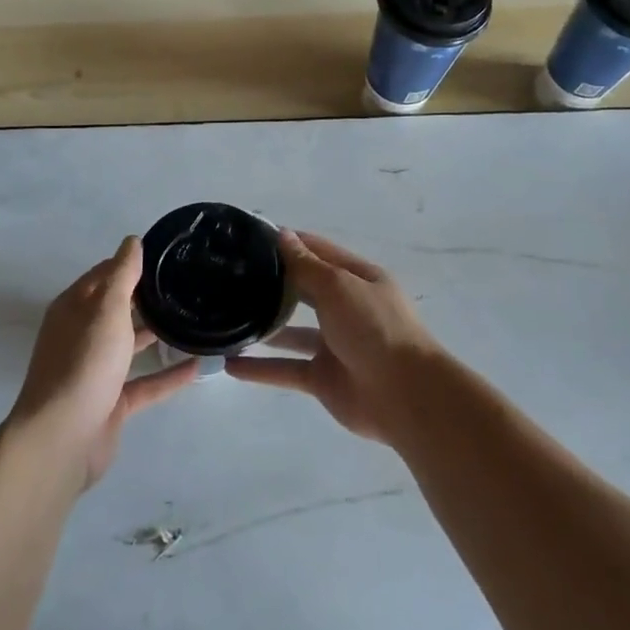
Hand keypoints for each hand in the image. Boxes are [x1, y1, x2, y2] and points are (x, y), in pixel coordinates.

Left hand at [9, 238, 195, 486]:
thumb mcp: (106, 310)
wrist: (62, 438)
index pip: (104, 275)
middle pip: (117, 309)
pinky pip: (145, 383)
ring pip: (130, 345)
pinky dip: (169, 375)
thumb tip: (132, 240)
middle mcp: (82, 336)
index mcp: (74, 309)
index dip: (131, 263)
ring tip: (194, 320)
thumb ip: (122, 274)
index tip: (167, 255)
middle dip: (146, 297)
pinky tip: (198, 366)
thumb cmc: (84, 363)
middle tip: (187, 285)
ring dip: (157, 334)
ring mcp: (96, 371)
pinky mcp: (111, 403)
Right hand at [227, 230, 455, 442]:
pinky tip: (229, 365)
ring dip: (264, 327)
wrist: (405, 395)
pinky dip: (260, 369)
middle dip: (273, 283)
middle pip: (304, 290)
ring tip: (225, 318)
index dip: (290, 242)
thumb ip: (307, 265)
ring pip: (292, 332)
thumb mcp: (339, 287)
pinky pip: (286, 369)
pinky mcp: (323, 378)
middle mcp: (346, 308)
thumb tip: (282, 235)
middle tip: (230, 276)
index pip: (319, 251)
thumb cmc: (375, 328)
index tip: (251, 237)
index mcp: (358, 279)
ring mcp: (334, 345)